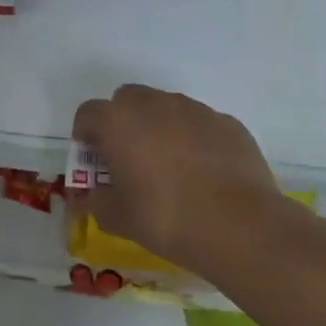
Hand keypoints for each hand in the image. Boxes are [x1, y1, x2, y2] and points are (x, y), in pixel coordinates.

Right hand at [71, 84, 284, 272]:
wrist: (239, 225)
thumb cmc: (165, 217)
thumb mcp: (116, 218)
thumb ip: (95, 201)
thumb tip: (89, 196)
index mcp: (118, 120)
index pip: (88, 114)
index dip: (86, 136)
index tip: (95, 161)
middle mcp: (154, 104)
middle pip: (127, 100)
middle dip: (122, 123)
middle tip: (129, 158)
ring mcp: (194, 109)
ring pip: (165, 108)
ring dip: (159, 128)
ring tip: (170, 168)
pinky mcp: (227, 122)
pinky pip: (199, 124)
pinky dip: (194, 139)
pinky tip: (204, 173)